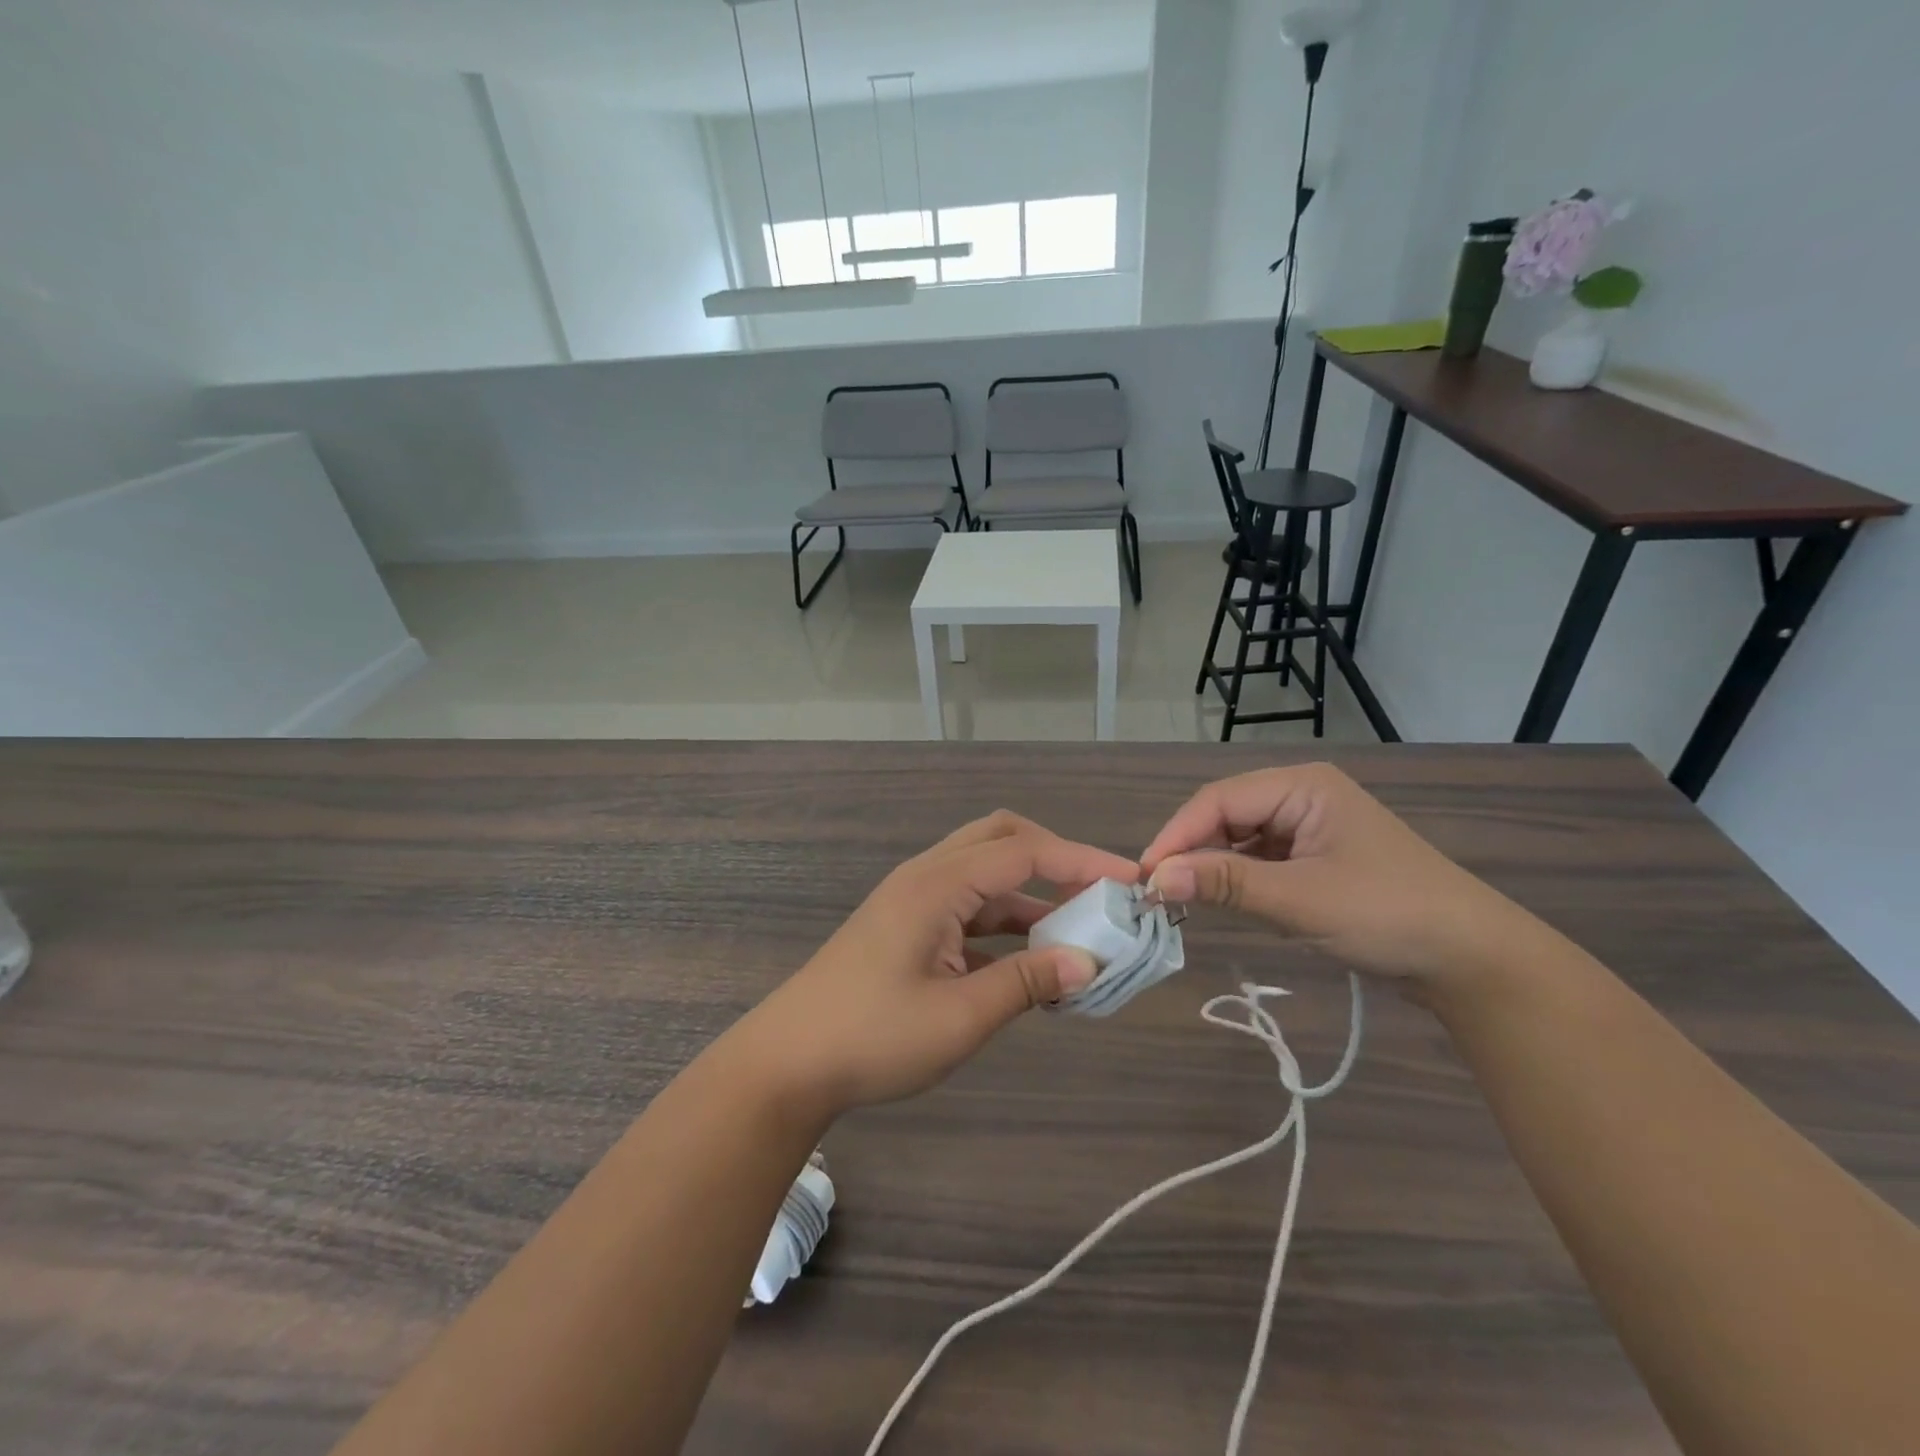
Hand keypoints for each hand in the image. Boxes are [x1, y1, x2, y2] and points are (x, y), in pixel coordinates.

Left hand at [730, 812, 1134, 1118]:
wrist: (787, 1064)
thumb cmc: (872, 1038)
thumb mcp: (960, 1017)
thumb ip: (1027, 982)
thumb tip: (1089, 963)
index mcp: (937, 884)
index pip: (1024, 852)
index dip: (1082, 861)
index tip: (1132, 881)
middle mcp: (926, 877)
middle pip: (1001, 840)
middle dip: (1056, 859)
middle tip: (1100, 894)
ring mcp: (914, 900)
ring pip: (986, 874)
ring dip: (1032, 893)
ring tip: (1079, 930)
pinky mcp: (908, 926)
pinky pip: (969, 907)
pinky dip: (1005, 921)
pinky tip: (1032, 957)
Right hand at [1139, 763, 1533, 988]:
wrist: (1472, 960)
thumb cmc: (1387, 914)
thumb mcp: (1299, 899)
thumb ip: (1225, 883)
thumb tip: (1155, 879)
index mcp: (1301, 786)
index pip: (1218, 800)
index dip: (1176, 835)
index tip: (1144, 876)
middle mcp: (1301, 796)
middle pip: (1225, 815)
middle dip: (1191, 851)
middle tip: (1157, 892)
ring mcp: (1309, 828)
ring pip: (1239, 839)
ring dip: (1211, 867)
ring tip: (1179, 899)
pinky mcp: (1315, 859)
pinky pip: (1259, 860)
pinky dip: (1235, 879)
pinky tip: (1218, 900)